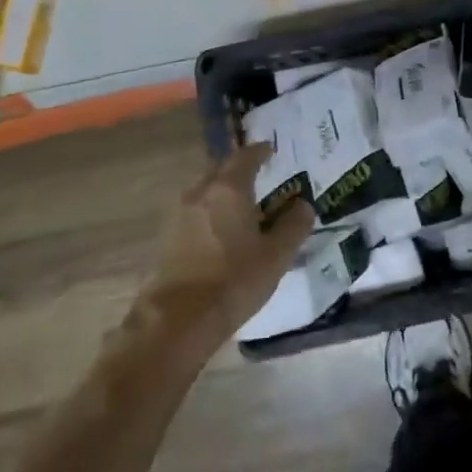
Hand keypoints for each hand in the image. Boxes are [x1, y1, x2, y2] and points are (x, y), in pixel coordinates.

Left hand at [133, 143, 314, 358]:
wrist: (177, 320)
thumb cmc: (234, 280)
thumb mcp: (277, 255)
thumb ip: (294, 225)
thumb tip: (303, 205)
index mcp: (229, 189)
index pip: (246, 157)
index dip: (260, 151)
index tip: (270, 150)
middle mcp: (201, 192)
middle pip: (221, 169)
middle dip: (239, 168)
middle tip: (258, 175)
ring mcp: (179, 214)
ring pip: (205, 190)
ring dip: (223, 190)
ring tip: (242, 204)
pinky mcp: (167, 237)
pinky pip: (194, 211)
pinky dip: (210, 211)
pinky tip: (221, 229)